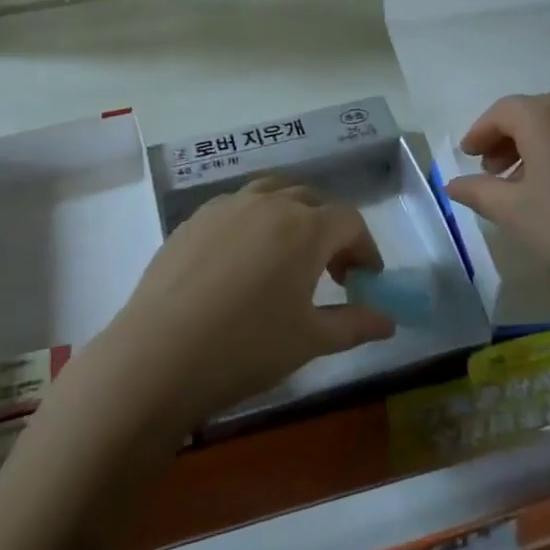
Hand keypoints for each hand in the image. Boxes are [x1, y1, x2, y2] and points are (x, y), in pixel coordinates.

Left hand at [92, 177, 395, 433]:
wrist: (160, 354)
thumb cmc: (247, 347)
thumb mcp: (310, 340)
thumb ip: (355, 324)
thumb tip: (389, 320)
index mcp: (304, 227)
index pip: (349, 221)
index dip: (365, 248)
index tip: (366, 280)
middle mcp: (268, 204)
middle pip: (311, 201)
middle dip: (330, 231)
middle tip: (332, 272)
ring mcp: (226, 207)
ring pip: (271, 195)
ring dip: (291, 219)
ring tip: (287, 258)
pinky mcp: (193, 219)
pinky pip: (236, 208)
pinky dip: (253, 223)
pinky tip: (242, 263)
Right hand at [443, 93, 549, 321]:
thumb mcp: (516, 214)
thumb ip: (479, 192)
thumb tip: (452, 183)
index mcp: (547, 116)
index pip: (503, 111)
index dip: (481, 132)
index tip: (468, 156)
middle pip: (537, 113)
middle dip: (510, 139)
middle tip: (495, 173)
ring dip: (543, 148)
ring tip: (533, 186)